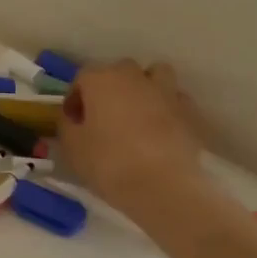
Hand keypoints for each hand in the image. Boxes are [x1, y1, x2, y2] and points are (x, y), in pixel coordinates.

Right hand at [58, 60, 210, 213]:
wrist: (163, 186)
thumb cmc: (109, 163)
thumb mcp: (72, 147)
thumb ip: (67, 126)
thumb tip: (73, 119)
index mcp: (101, 80)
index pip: (81, 78)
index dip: (75, 99)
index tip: (73, 121)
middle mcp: (134, 76)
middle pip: (118, 71)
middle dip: (109, 89)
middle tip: (104, 117)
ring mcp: (165, 91)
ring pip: (154, 75)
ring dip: (144, 88)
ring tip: (137, 113)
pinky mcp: (189, 111)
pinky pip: (175, 99)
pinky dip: (167, 108)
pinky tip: (161, 129)